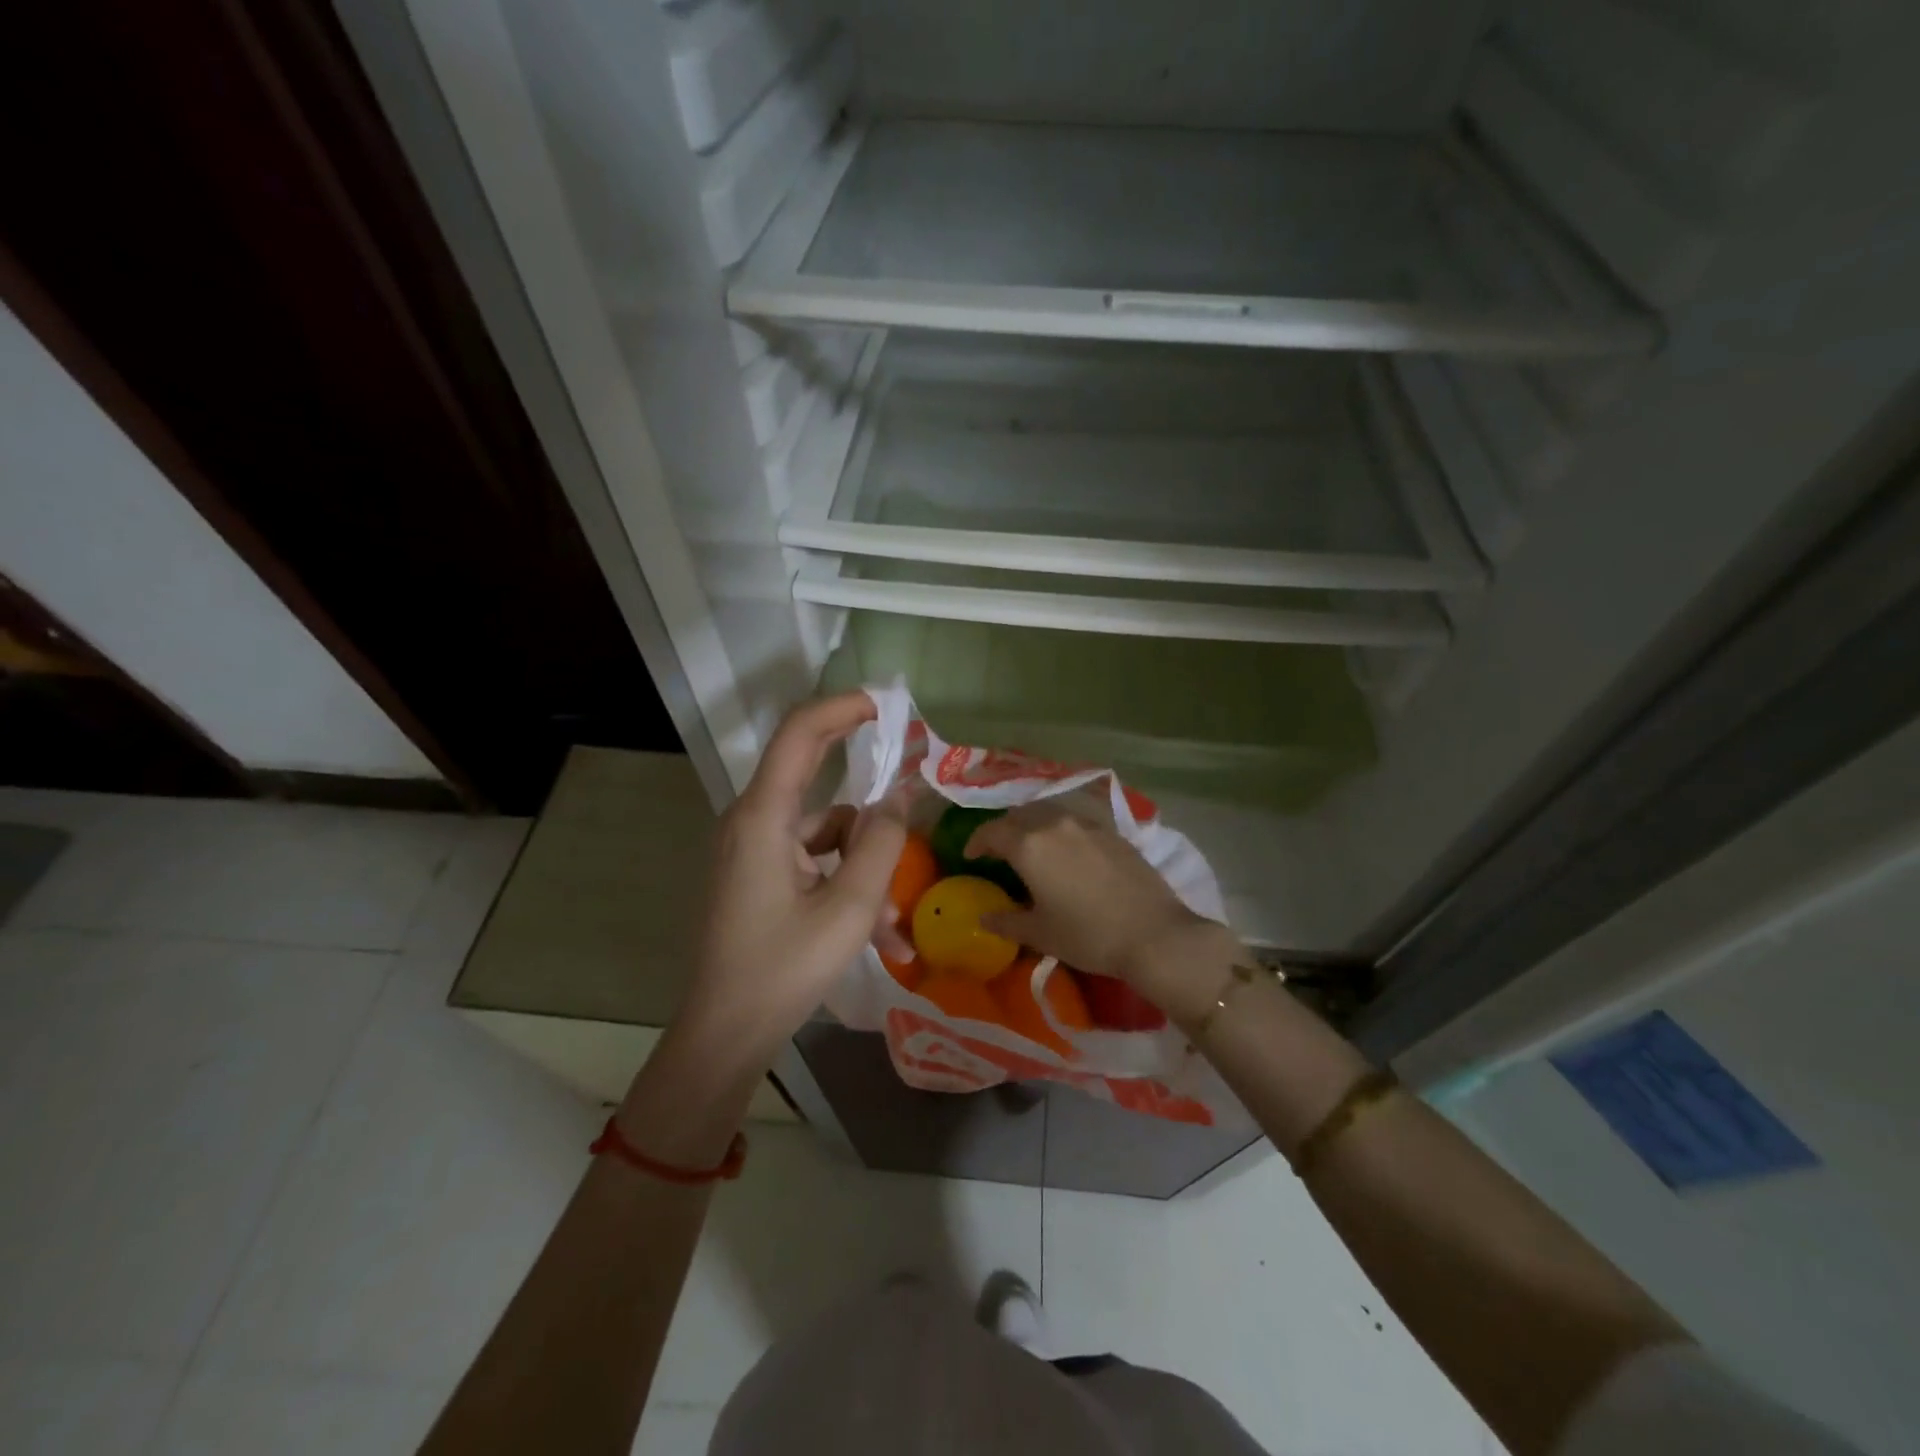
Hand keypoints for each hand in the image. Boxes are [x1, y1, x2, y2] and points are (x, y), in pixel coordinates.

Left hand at [675, 692, 906, 1070]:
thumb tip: (901, 794)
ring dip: (864, 864)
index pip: (801, 733)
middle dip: (866, 786)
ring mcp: (754, 850)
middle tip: (911, 781)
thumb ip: (881, 843)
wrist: (725, 1035)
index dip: (844, 708)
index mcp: (764, 816)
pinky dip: (846, 885)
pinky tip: (880, 935)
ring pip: (823, 831)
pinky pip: (813, 862)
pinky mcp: (760, 875)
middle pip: (814, 775)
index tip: (888, 706)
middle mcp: (753, 821)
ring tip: (894, 922)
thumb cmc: (784, 969)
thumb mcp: (849, 908)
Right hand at [965, 799, 1226, 1005]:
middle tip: (1000, 851)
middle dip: (1004, 829)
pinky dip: (1062, 831)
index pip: (992, 831)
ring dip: (1034, 826)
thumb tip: (983, 917)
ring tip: (1034, 849)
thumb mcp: (1040, 934)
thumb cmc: (1088, 935)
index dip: (976, 841)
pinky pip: (1077, 822)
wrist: (1154, 934)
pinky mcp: (1114, 833)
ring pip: (1050, 814)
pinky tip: (1069, 854)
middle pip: (1020, 815)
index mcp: (1030, 845)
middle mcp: (1056, 824)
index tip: (971, 856)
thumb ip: (1006, 921)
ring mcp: (1088, 825)